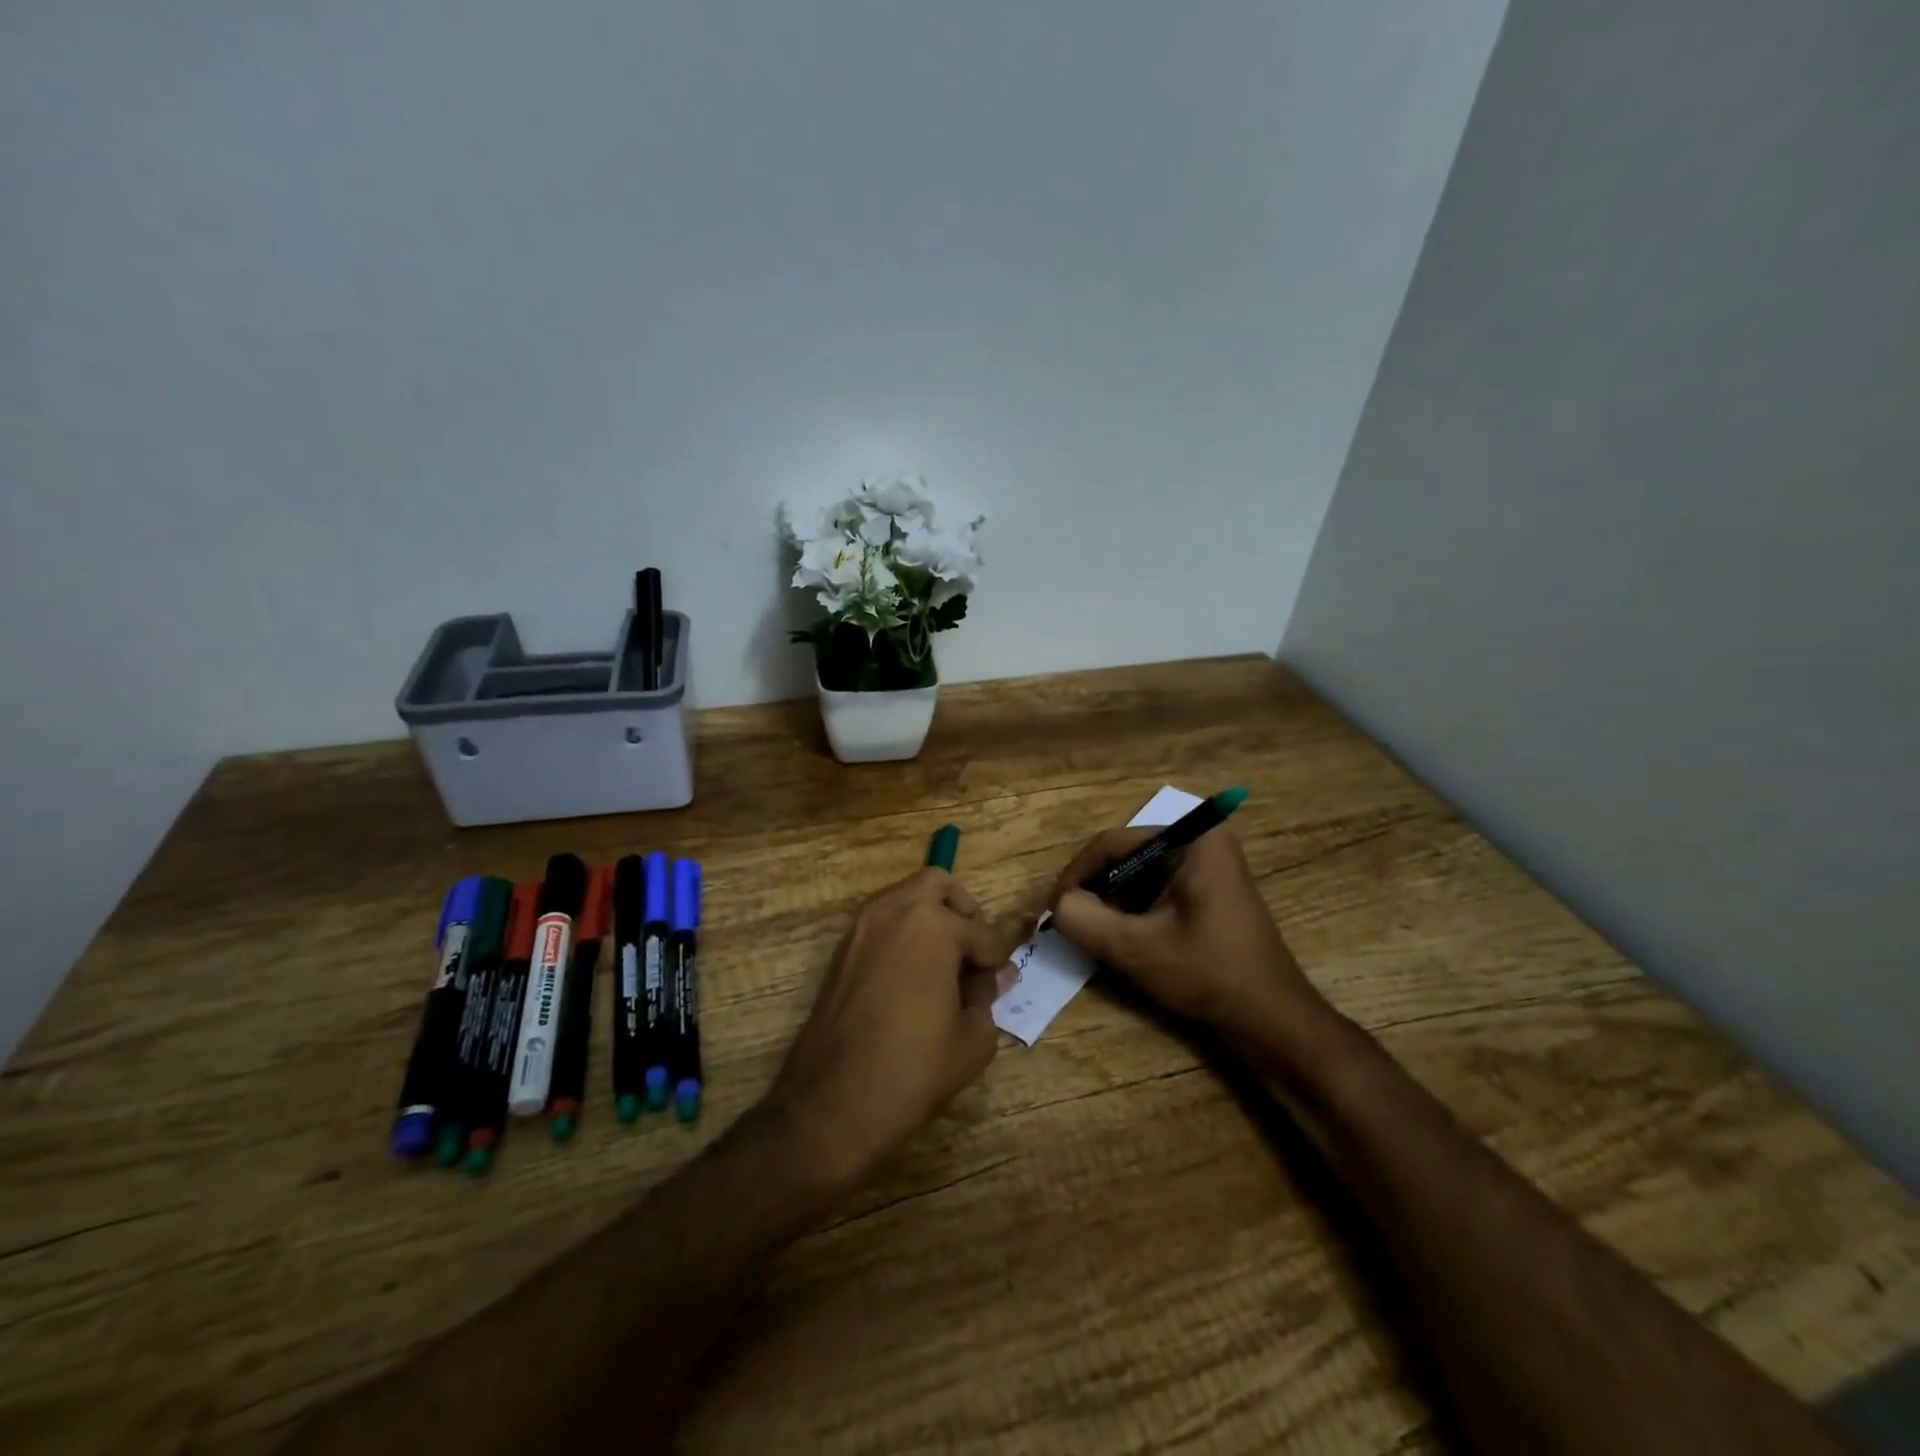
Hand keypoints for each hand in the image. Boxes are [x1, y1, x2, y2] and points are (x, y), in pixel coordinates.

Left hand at [768, 868, 1026, 1189]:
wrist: (832, 1104)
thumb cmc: (913, 1070)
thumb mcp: (972, 1040)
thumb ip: (988, 996)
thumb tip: (992, 976)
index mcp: (932, 925)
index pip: (982, 932)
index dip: (999, 957)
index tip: (1005, 975)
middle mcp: (893, 911)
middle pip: (937, 884)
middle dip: (962, 912)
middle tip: (972, 953)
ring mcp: (861, 927)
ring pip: (905, 898)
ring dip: (930, 919)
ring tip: (944, 967)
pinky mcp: (841, 950)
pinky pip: (882, 923)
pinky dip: (903, 935)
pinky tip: (914, 978)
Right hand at [1049, 828, 1327, 1036]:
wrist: (1271, 1021)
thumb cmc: (1208, 974)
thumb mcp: (1136, 948)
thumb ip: (1085, 920)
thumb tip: (1057, 905)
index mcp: (1192, 840)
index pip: (1113, 843)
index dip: (1076, 874)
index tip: (1053, 908)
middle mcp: (1201, 843)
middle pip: (1125, 858)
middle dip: (1095, 891)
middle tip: (1071, 924)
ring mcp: (1207, 868)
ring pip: (1137, 876)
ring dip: (1112, 904)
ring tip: (1094, 935)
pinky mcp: (1207, 893)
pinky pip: (1155, 891)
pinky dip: (1133, 912)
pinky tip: (1123, 940)